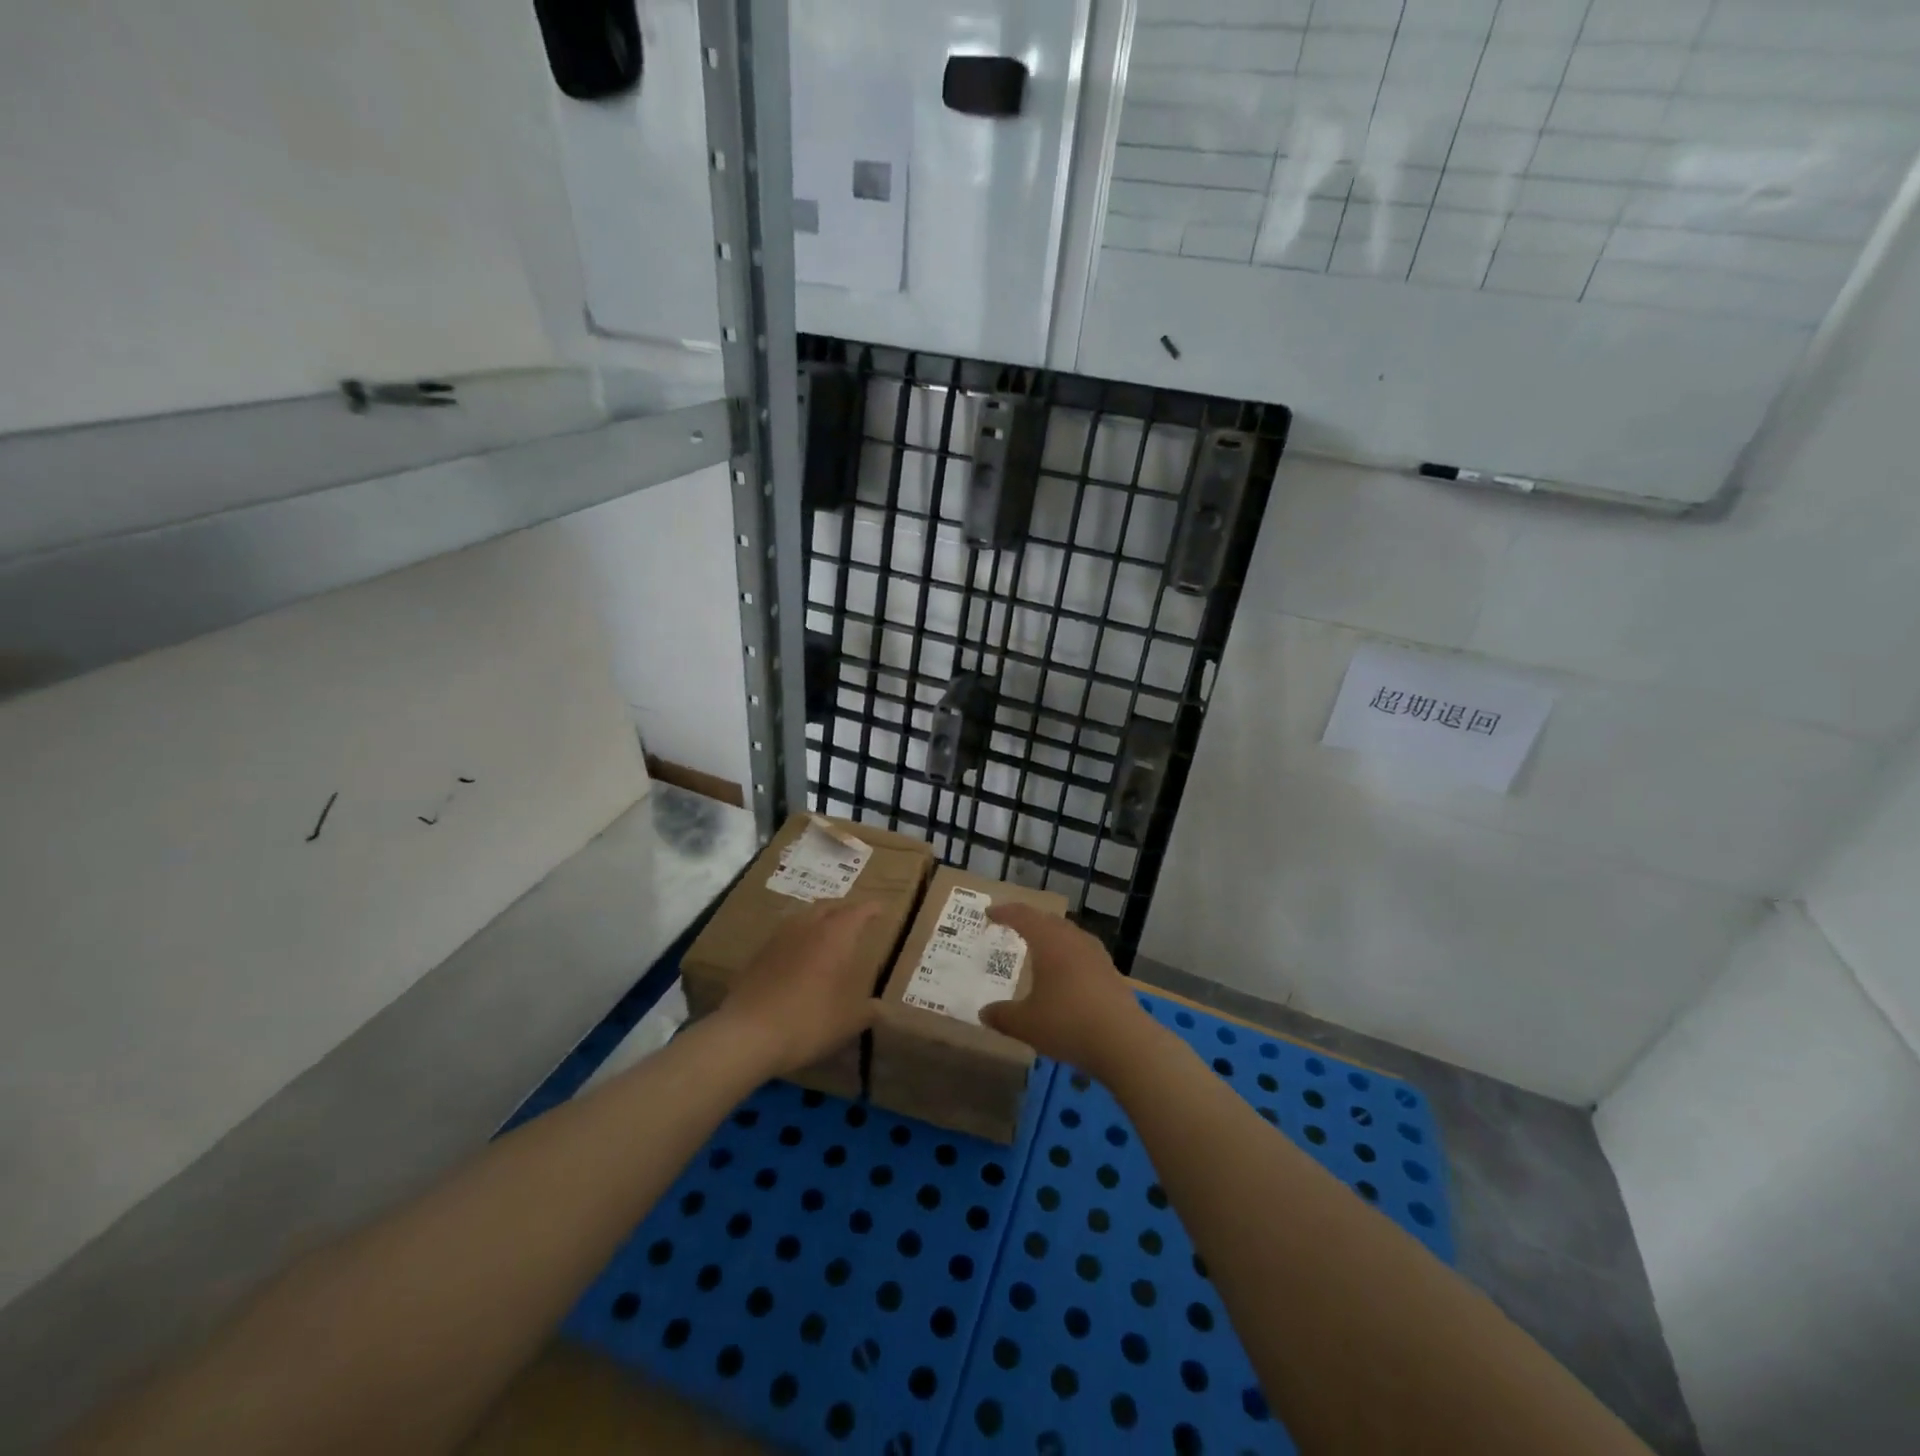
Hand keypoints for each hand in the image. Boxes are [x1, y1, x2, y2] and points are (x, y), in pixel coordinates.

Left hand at [716, 900, 882, 1076]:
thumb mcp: (849, 1021)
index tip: (881, 908)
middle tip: (855, 917)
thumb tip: (879, 1007)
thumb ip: (868, 1010)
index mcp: (835, 935)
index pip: (858, 911)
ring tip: (826, 932)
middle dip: (844, 908)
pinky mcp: (758, 955)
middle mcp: (807, 927)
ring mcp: (778, 938)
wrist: (748, 1034)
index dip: (871, 909)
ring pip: (803, 917)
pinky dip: (798, 938)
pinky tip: (798, 955)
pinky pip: (785, 936)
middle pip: (828, 906)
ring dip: (818, 919)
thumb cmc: (809, 1020)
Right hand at [979, 905, 1153, 1079]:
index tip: (990, 914)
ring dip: (1051, 936)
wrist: (1124, 1042)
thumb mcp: (1026, 1024)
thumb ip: (1002, 1016)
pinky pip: (1083, 952)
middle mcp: (1073, 939)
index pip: (1023, 916)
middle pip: (1048, 920)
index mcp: (1049, 941)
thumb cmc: (1067, 1023)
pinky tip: (1066, 972)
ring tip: (1040, 947)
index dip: (1004, 912)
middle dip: (1029, 921)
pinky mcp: (1111, 972)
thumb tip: (984, 1013)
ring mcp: (1096, 954)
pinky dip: (1068, 954)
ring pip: (1069, 934)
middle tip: (1013, 926)